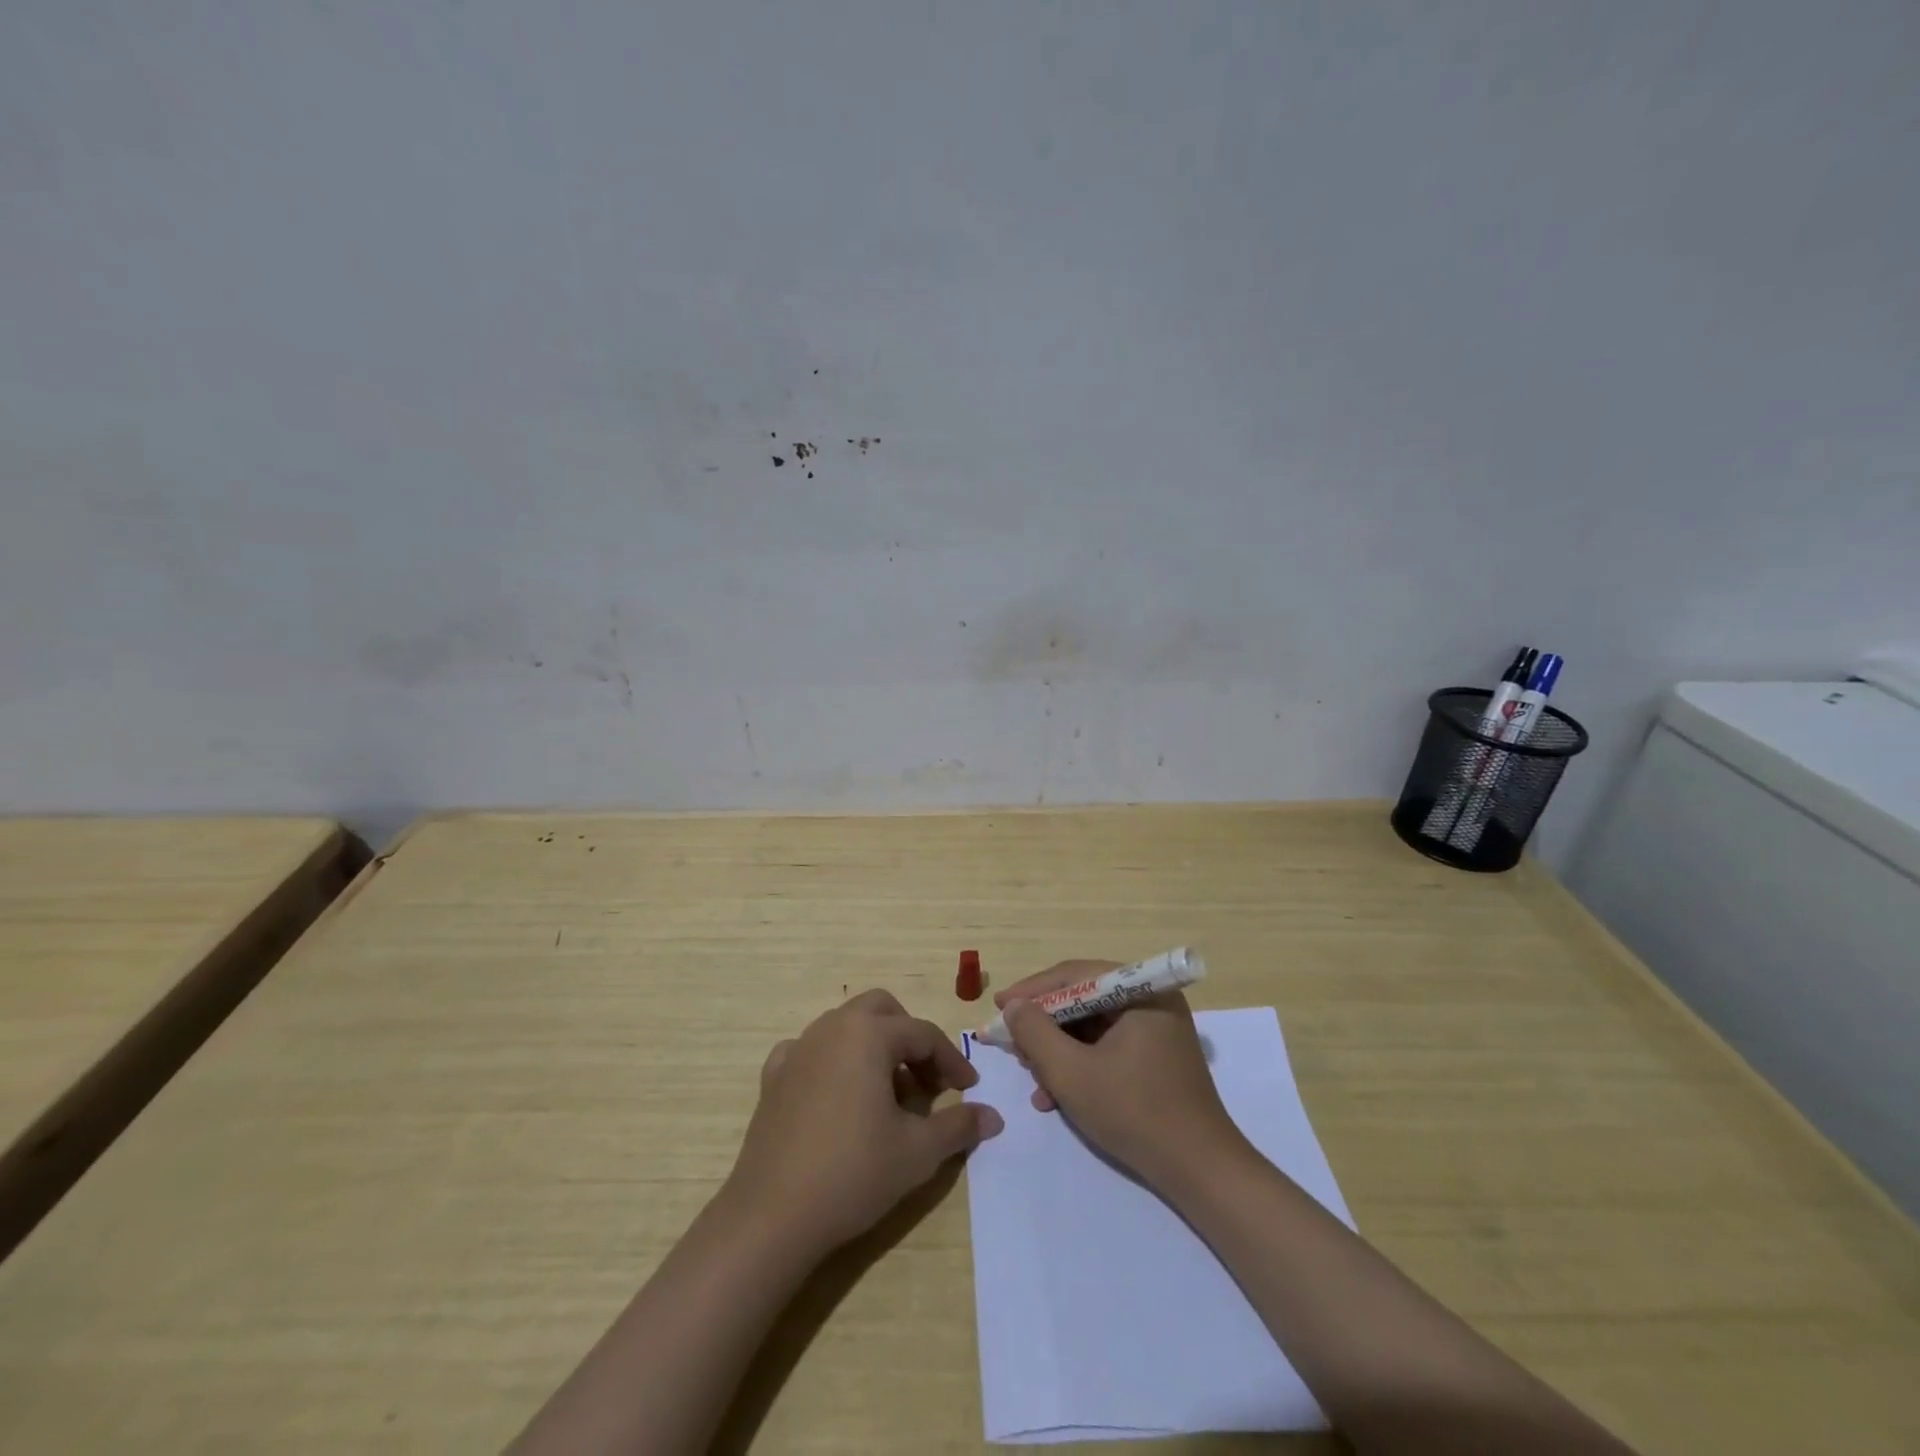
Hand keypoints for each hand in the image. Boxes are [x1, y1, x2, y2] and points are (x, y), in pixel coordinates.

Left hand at [723, 989, 1002, 1255]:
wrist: (772, 1215)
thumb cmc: (853, 1172)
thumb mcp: (918, 1151)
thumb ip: (959, 1125)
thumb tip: (994, 1116)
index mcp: (869, 1034)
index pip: (923, 1033)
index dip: (951, 1060)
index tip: (968, 1089)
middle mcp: (832, 1027)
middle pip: (881, 1010)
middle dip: (909, 1036)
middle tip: (926, 1079)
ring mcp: (798, 1049)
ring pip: (846, 1026)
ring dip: (873, 1048)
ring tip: (888, 1095)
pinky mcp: (774, 1076)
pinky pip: (811, 1051)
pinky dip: (832, 1062)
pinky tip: (838, 1096)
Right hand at [999, 960, 1248, 1191]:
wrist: (1200, 1172)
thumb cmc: (1135, 1113)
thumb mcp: (1072, 1072)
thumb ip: (1035, 1032)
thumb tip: (1013, 1006)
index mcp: (1141, 991)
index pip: (1074, 976)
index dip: (1031, 991)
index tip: (998, 1008)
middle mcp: (1151, 1000)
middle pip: (1082, 1000)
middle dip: (1044, 1026)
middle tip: (1011, 1044)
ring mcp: (1157, 1029)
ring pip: (1092, 1027)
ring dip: (1058, 1051)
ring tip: (1032, 1077)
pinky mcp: (1157, 1057)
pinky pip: (1107, 1047)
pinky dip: (1080, 1065)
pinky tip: (1055, 1096)